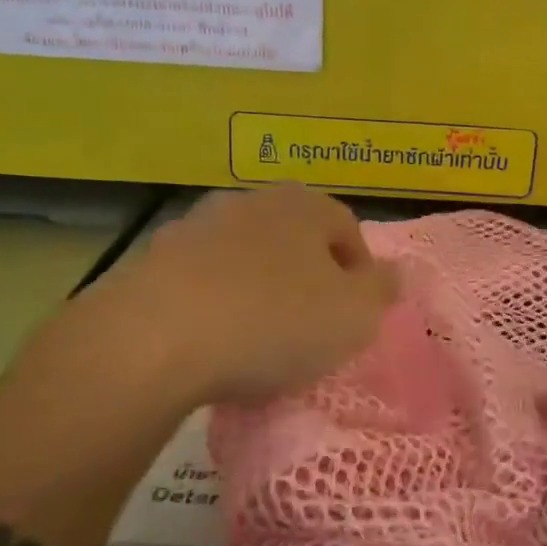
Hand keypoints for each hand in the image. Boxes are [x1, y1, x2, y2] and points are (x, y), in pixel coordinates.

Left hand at [65, 186, 398, 410]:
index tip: (355, 316)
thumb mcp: (353, 316)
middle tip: (309, 328)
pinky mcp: (150, 259)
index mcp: (303, 205)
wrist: (154, 337)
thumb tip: (396, 273)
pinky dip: (211, 304)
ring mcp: (194, 226)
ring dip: (256, 290)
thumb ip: (382, 291)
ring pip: (244, 258)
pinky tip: (209, 343)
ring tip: (256, 342)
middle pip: (293, 240)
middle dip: (306, 279)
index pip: (346, 229)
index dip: (359, 273)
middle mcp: (249, 202)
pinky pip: (199, 281)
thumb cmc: (273, 321)